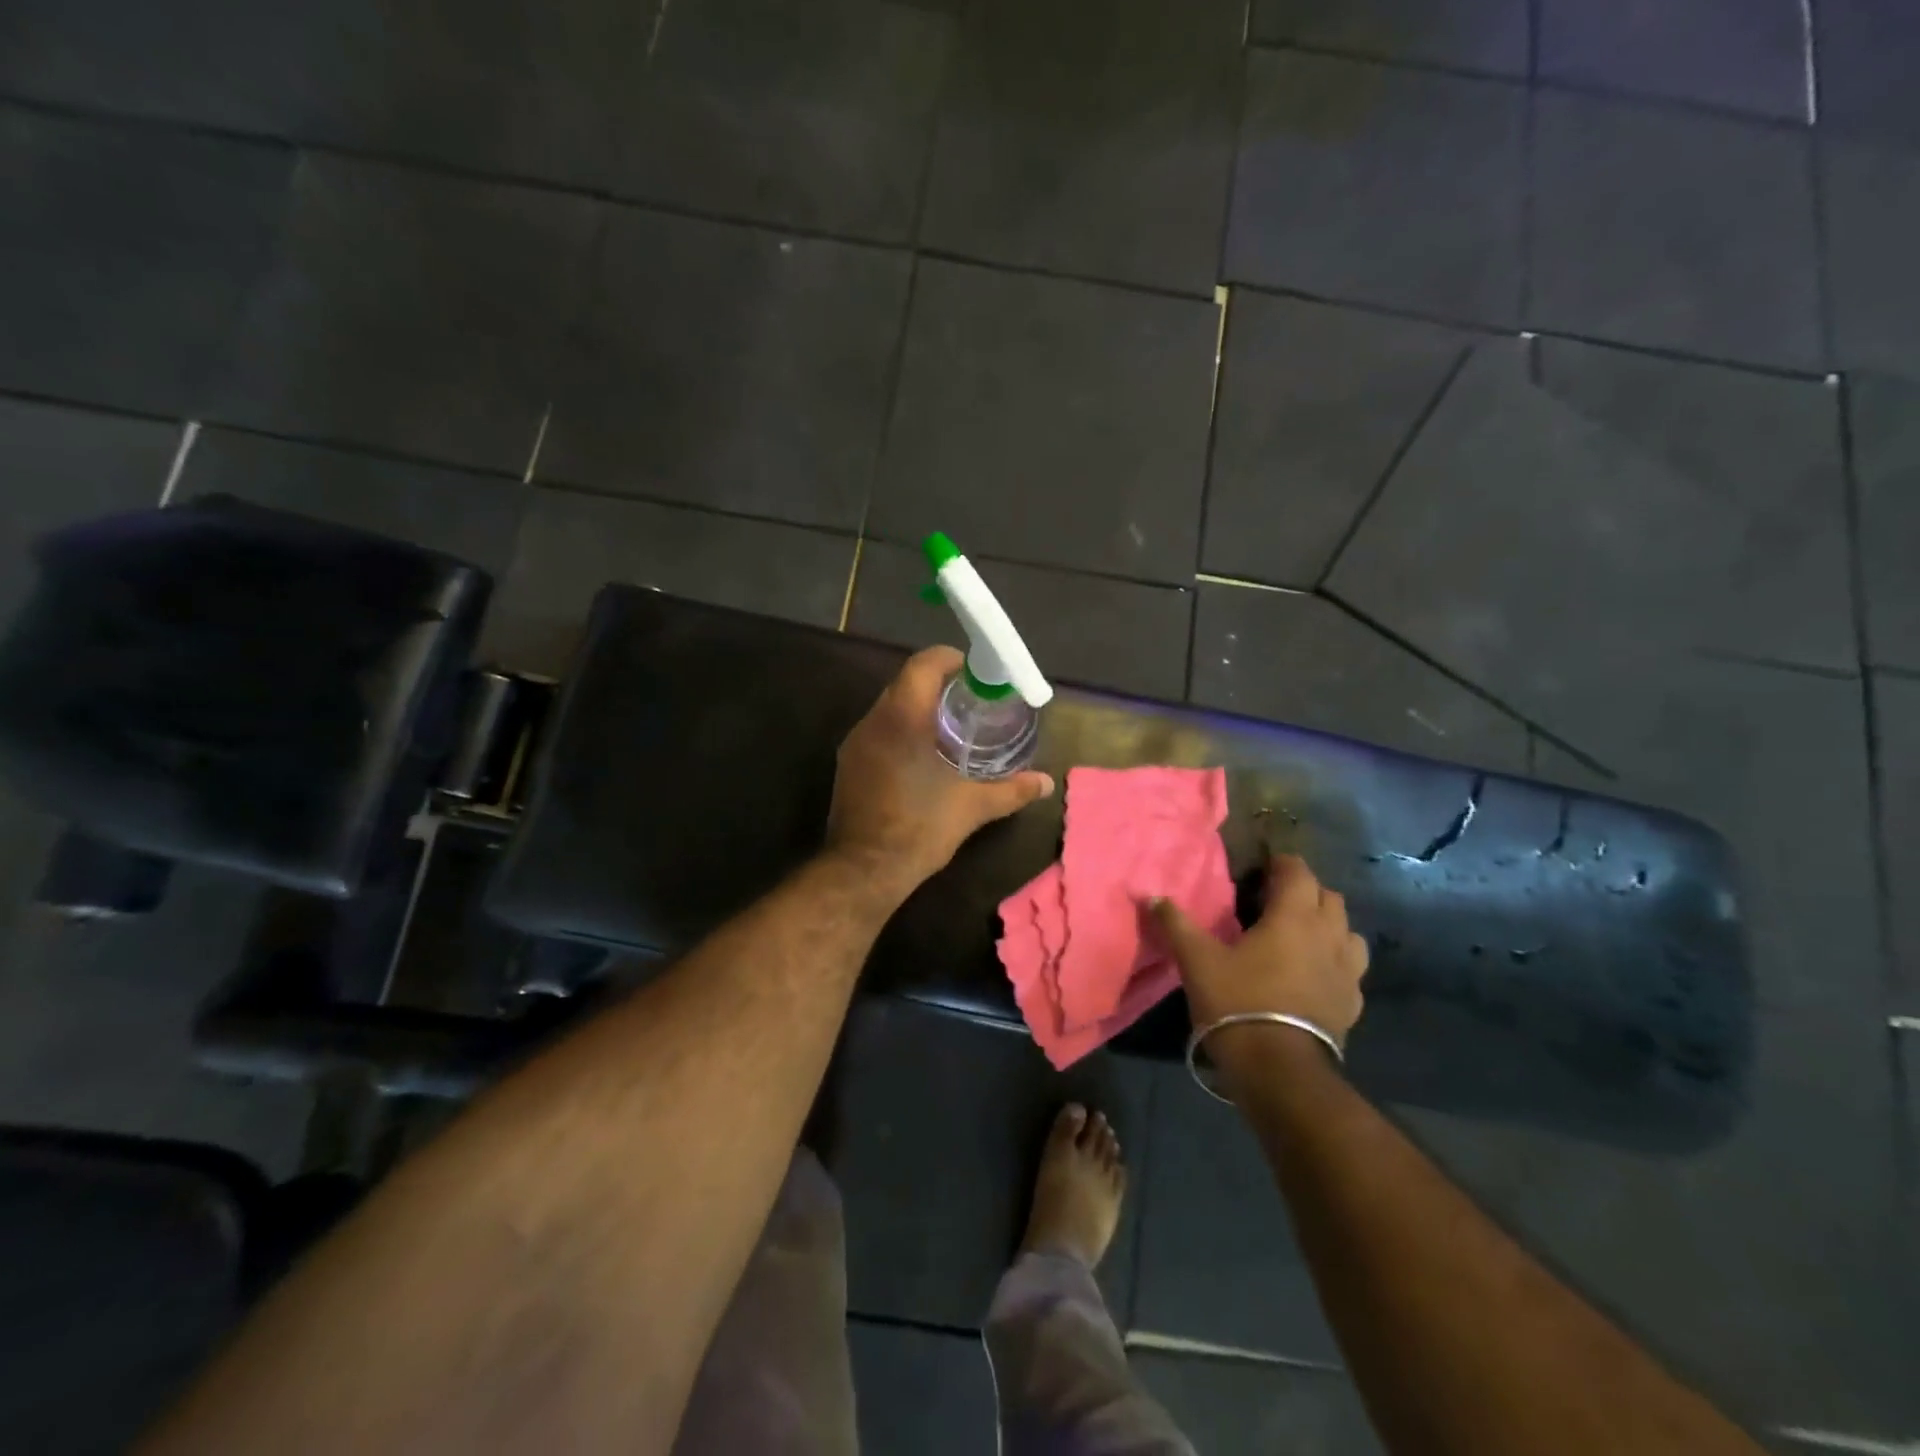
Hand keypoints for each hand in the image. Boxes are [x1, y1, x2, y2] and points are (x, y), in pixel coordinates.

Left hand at [825, 646, 1052, 900]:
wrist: (864, 870)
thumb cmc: (919, 829)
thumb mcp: (972, 807)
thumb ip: (1011, 790)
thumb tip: (1045, 783)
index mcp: (902, 718)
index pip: (923, 664)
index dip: (951, 659)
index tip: (976, 673)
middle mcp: (873, 721)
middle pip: (906, 682)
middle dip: (939, 685)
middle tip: (972, 701)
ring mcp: (855, 743)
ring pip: (889, 707)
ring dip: (919, 709)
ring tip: (952, 728)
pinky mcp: (848, 764)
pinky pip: (878, 730)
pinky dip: (902, 730)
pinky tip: (923, 756)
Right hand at [1152, 853, 1367, 1066]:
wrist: (1279, 1070)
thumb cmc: (1237, 1002)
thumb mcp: (1197, 960)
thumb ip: (1176, 923)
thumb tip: (1151, 896)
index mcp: (1293, 918)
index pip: (1299, 873)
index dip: (1282, 864)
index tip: (1263, 867)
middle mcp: (1328, 937)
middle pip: (1329, 898)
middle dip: (1306, 891)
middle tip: (1275, 900)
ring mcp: (1347, 972)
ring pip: (1348, 932)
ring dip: (1328, 925)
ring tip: (1301, 935)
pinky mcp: (1353, 1004)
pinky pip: (1352, 970)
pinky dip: (1336, 961)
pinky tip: (1315, 974)